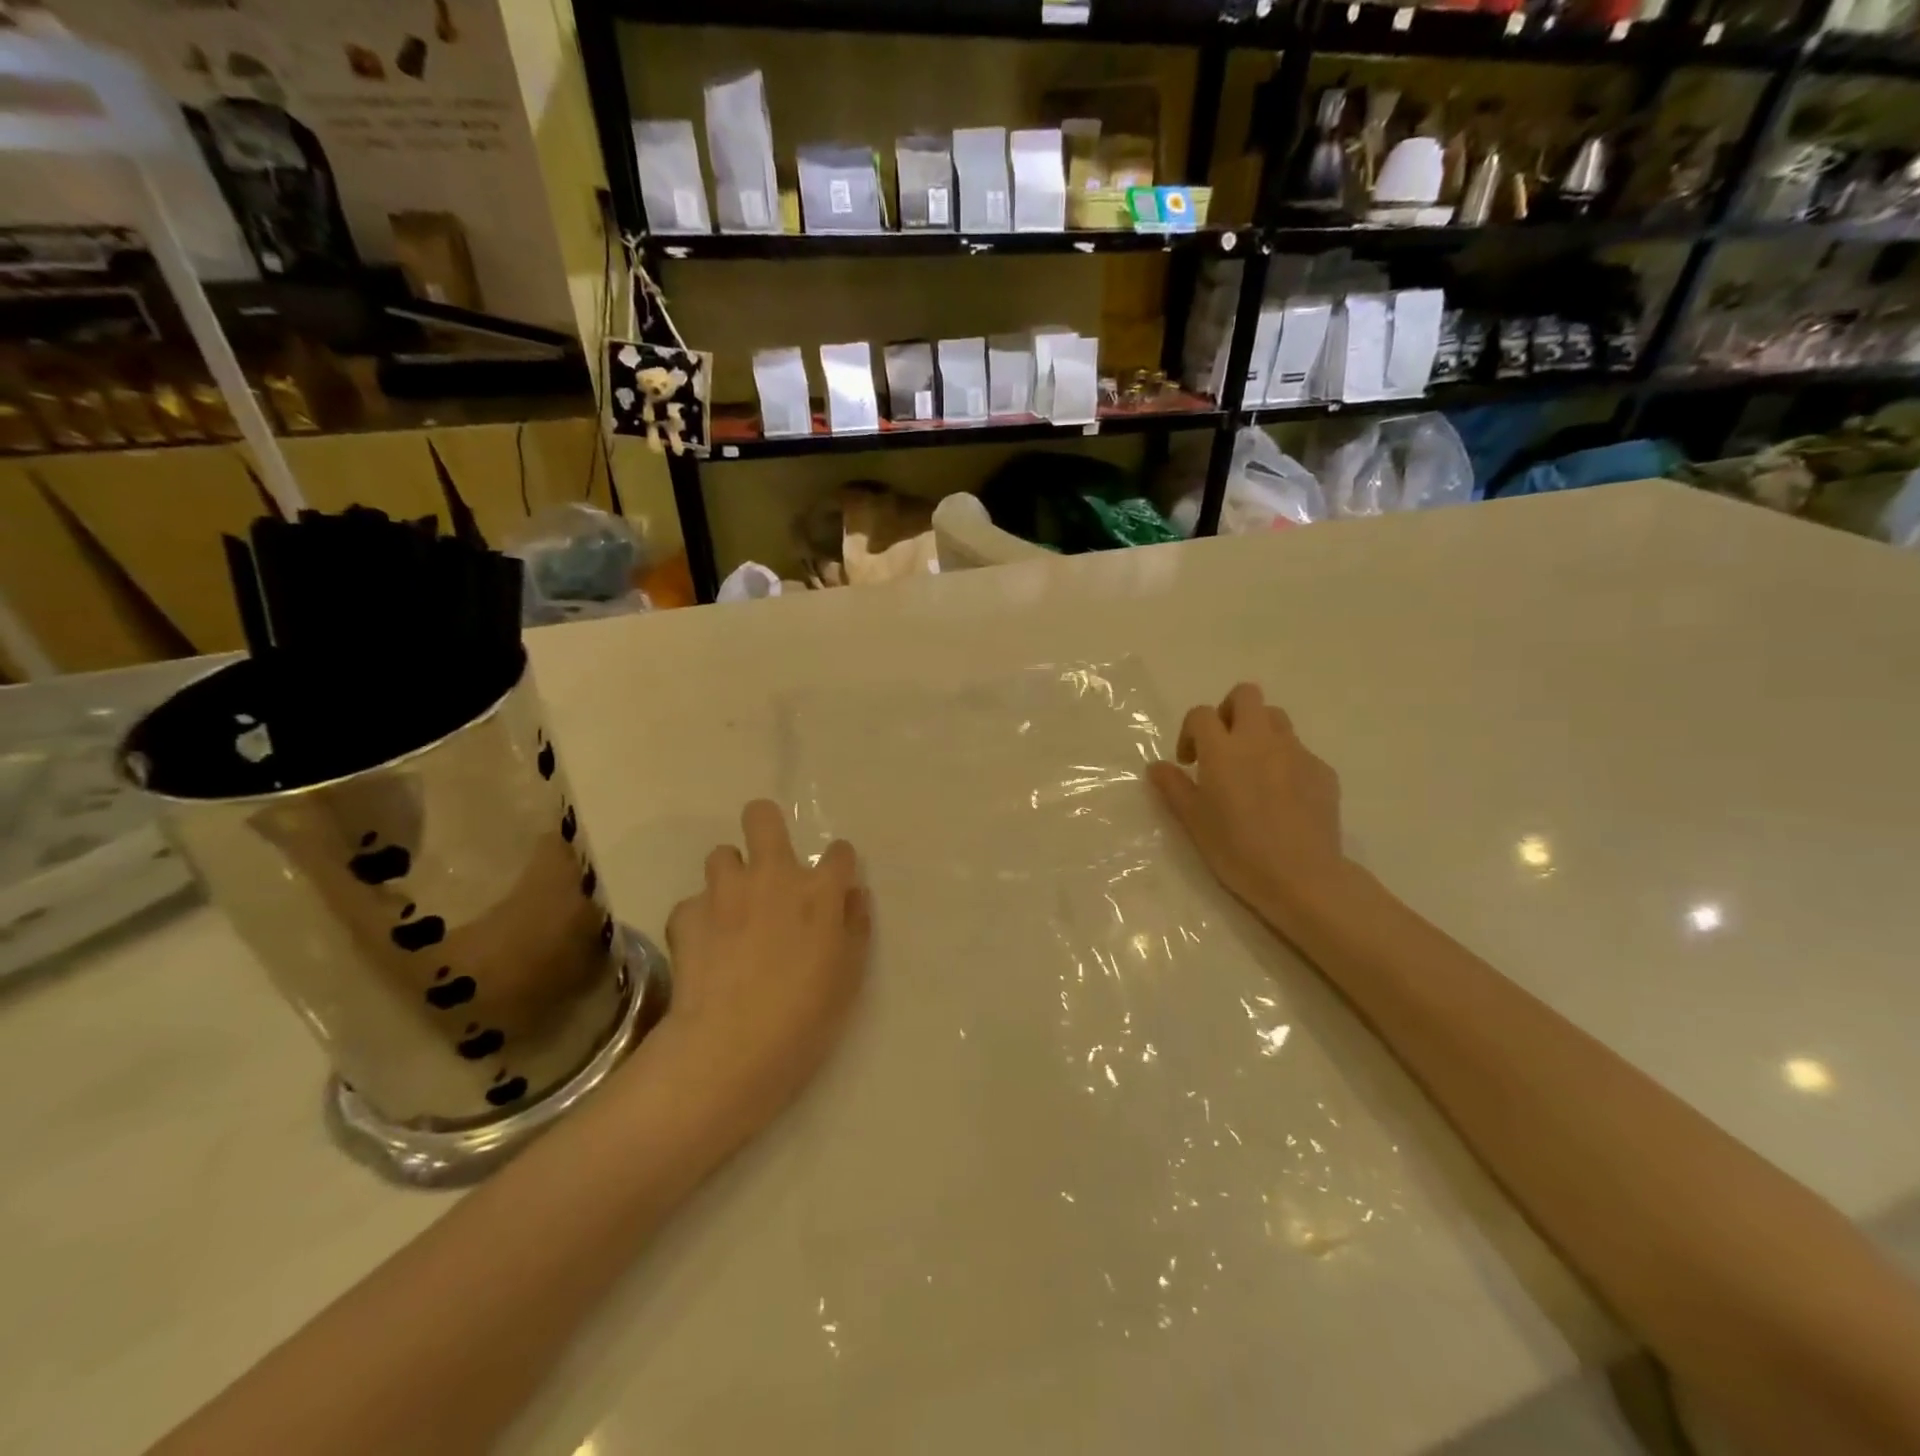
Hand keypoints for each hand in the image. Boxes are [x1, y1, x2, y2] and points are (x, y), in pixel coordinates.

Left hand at [657, 801, 870, 1138]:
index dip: (838, 864)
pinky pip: (693, 904)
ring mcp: (724, 892)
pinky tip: (704, 948)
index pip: (838, 852)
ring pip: (721, 854)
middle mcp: (772, 877)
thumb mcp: (850, 974)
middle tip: (768, 861)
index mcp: (819, 891)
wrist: (732, 1046)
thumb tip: (852, 895)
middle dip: (765, 824)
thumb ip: (855, 925)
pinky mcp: (686, 915)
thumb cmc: (806, 1016)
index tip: (834, 883)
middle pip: (762, 818)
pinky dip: (700, 919)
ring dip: (730, 875)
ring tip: (732, 909)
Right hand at [1148, 683, 1348, 929]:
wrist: (1301, 876)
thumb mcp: (1194, 821)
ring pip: (1276, 718)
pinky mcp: (1323, 770)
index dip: (1190, 732)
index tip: (1188, 762)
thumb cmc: (1237, 849)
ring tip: (1253, 767)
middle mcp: (1260, 740)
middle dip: (1229, 711)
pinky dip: (1285, 762)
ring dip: (1259, 731)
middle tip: (1222, 746)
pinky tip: (1282, 797)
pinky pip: (1300, 752)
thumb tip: (1156, 766)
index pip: (1201, 714)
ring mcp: (1296, 752)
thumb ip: (1173, 787)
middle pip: (1246, 695)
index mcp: (1223, 750)